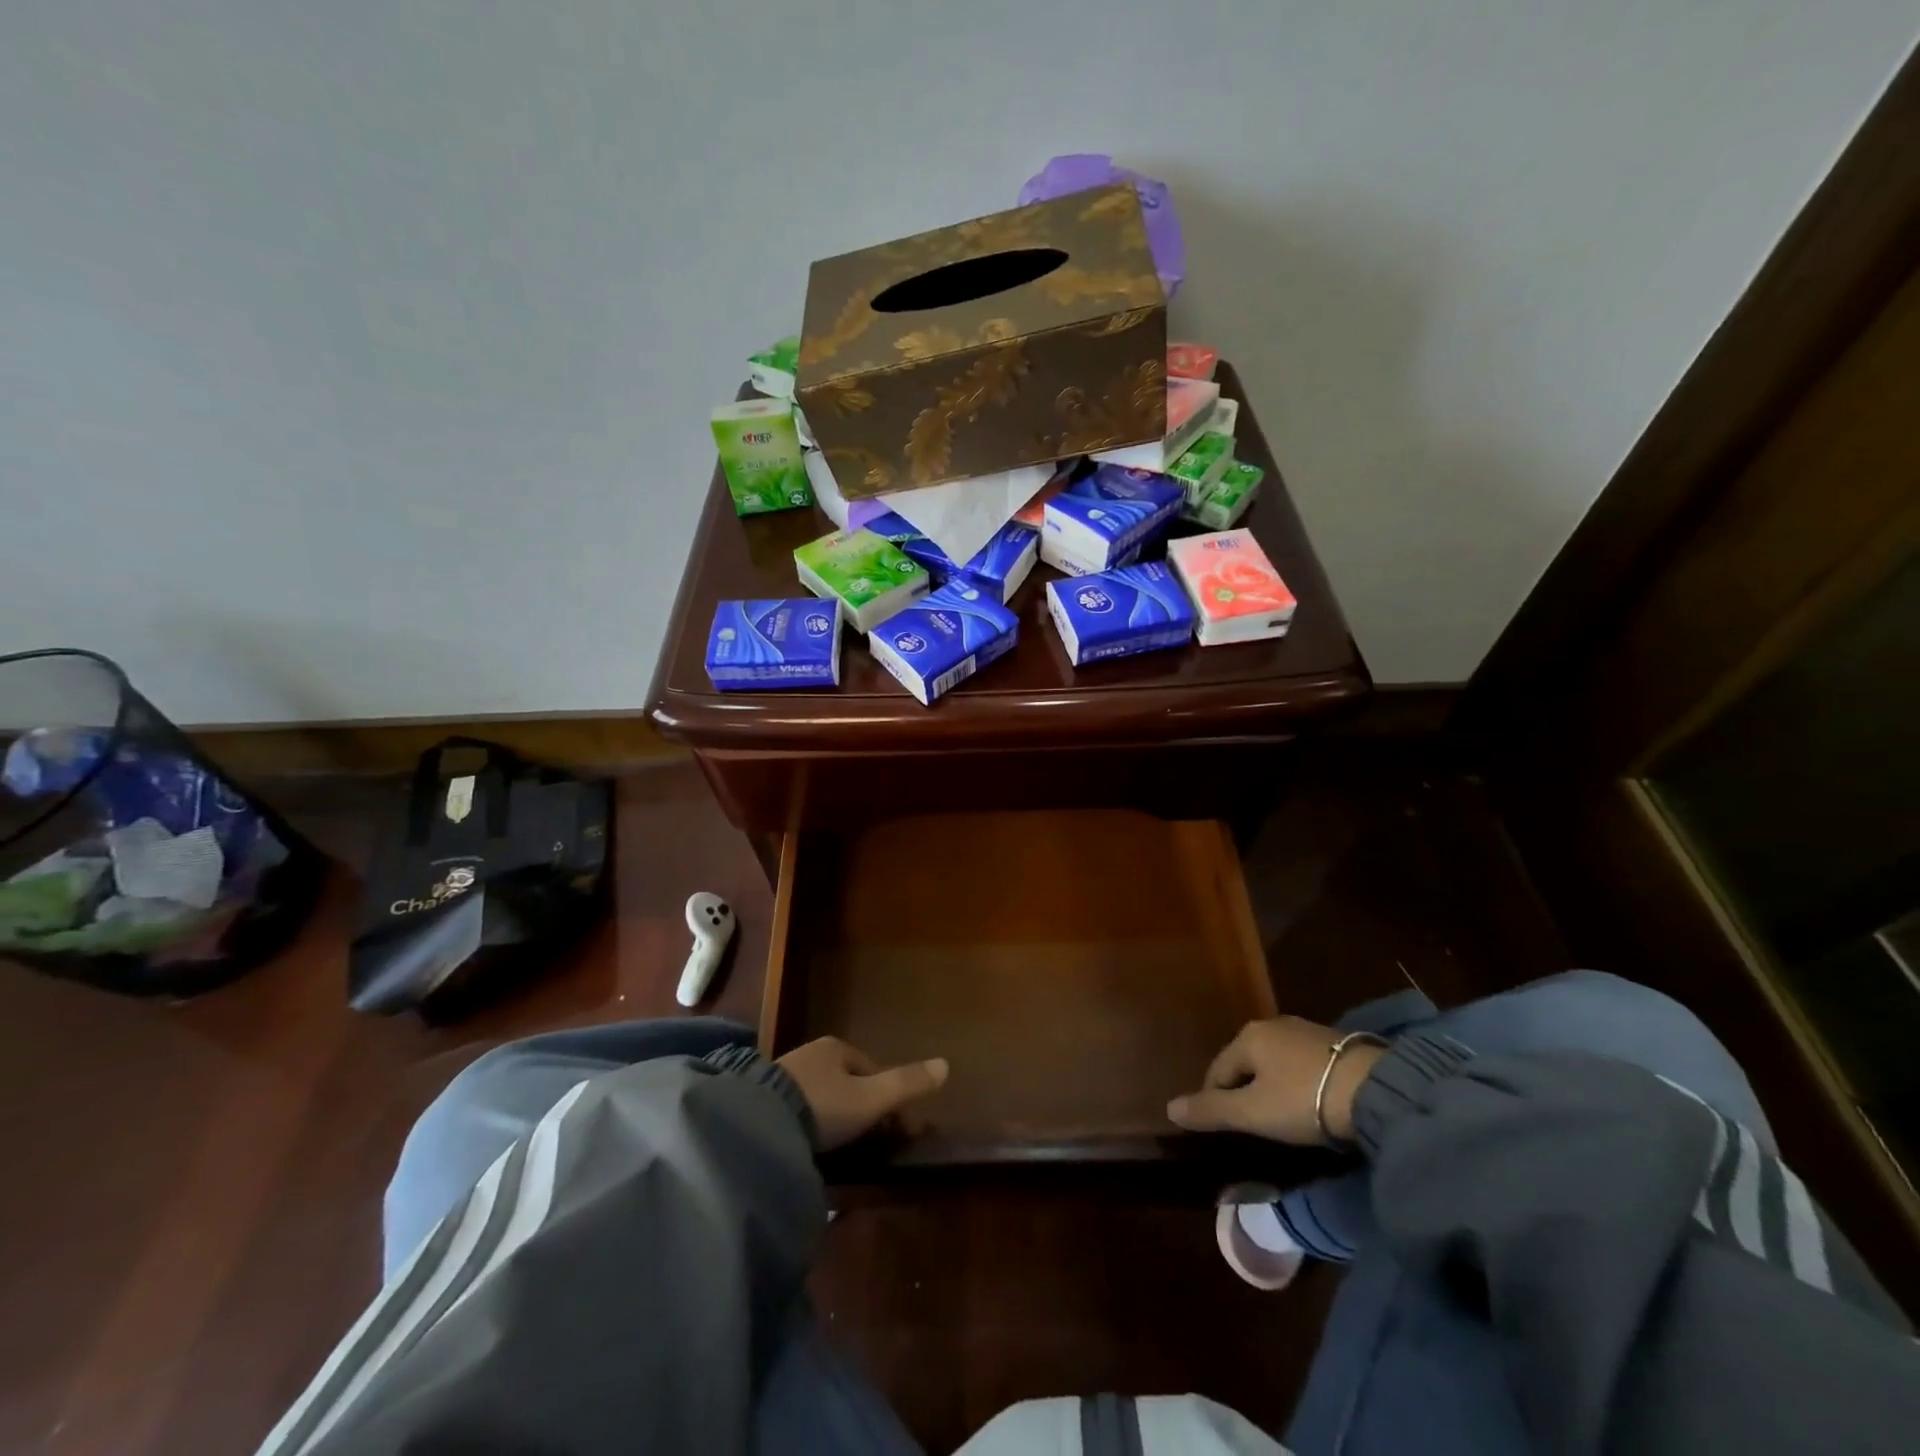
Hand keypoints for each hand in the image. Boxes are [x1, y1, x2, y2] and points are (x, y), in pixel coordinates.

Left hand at [776, 1037, 949, 1151]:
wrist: (758, 1124)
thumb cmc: (823, 1106)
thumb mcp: (871, 1098)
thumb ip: (907, 1084)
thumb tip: (946, 1064)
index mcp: (836, 1047)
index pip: (872, 1070)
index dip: (889, 1098)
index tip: (897, 1130)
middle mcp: (810, 1054)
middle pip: (847, 1082)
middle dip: (862, 1107)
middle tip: (872, 1141)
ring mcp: (784, 1076)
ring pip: (823, 1096)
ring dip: (836, 1117)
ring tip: (844, 1149)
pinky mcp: (763, 1101)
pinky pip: (799, 1111)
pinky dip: (812, 1126)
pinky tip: (813, 1147)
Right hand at [1167, 1018, 1386, 1144]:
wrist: (1375, 1090)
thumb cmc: (1303, 1100)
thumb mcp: (1252, 1112)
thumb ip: (1211, 1110)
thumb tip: (1169, 1108)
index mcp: (1247, 1037)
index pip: (1218, 1071)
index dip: (1215, 1100)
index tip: (1224, 1128)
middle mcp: (1272, 1025)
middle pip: (1246, 1063)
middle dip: (1245, 1090)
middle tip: (1253, 1124)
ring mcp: (1305, 1031)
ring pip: (1275, 1062)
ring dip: (1273, 1086)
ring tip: (1282, 1116)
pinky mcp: (1335, 1044)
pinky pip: (1302, 1064)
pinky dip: (1298, 1083)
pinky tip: (1310, 1102)